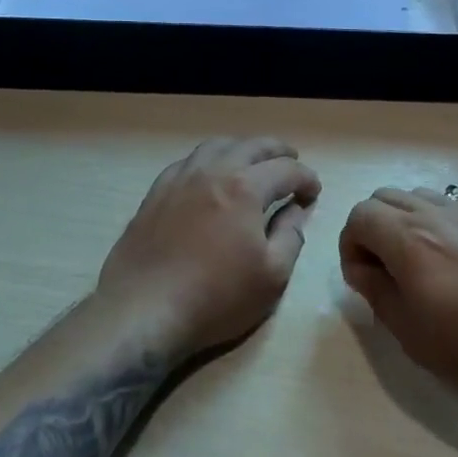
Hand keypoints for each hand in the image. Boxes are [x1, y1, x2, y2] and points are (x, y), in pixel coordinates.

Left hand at [97, 138, 321, 359]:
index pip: (286, 170)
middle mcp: (211, 172)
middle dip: (277, 151)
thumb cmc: (216, 297)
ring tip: (252, 162)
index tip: (314, 193)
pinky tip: (208, 177)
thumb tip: (296, 211)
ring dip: (241, 149)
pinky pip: (186, 163)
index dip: (306, 178)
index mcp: (244, 188)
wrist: (144, 310)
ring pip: (214, 147)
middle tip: (291, 161)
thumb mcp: (272, 276)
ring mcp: (178, 181)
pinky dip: (208, 161)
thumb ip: (290, 237)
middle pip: (250, 147)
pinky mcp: (154, 195)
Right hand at [339, 186, 457, 418]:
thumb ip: (378, 293)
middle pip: (384, 198)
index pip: (359, 216)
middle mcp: (438, 213)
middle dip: (372, 230)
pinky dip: (436, 226)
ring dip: (404, 224)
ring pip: (418, 198)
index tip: (364, 281)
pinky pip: (451, 208)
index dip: (350, 247)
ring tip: (421, 269)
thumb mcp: (414, 335)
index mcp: (410, 239)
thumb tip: (363, 268)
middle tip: (385, 273)